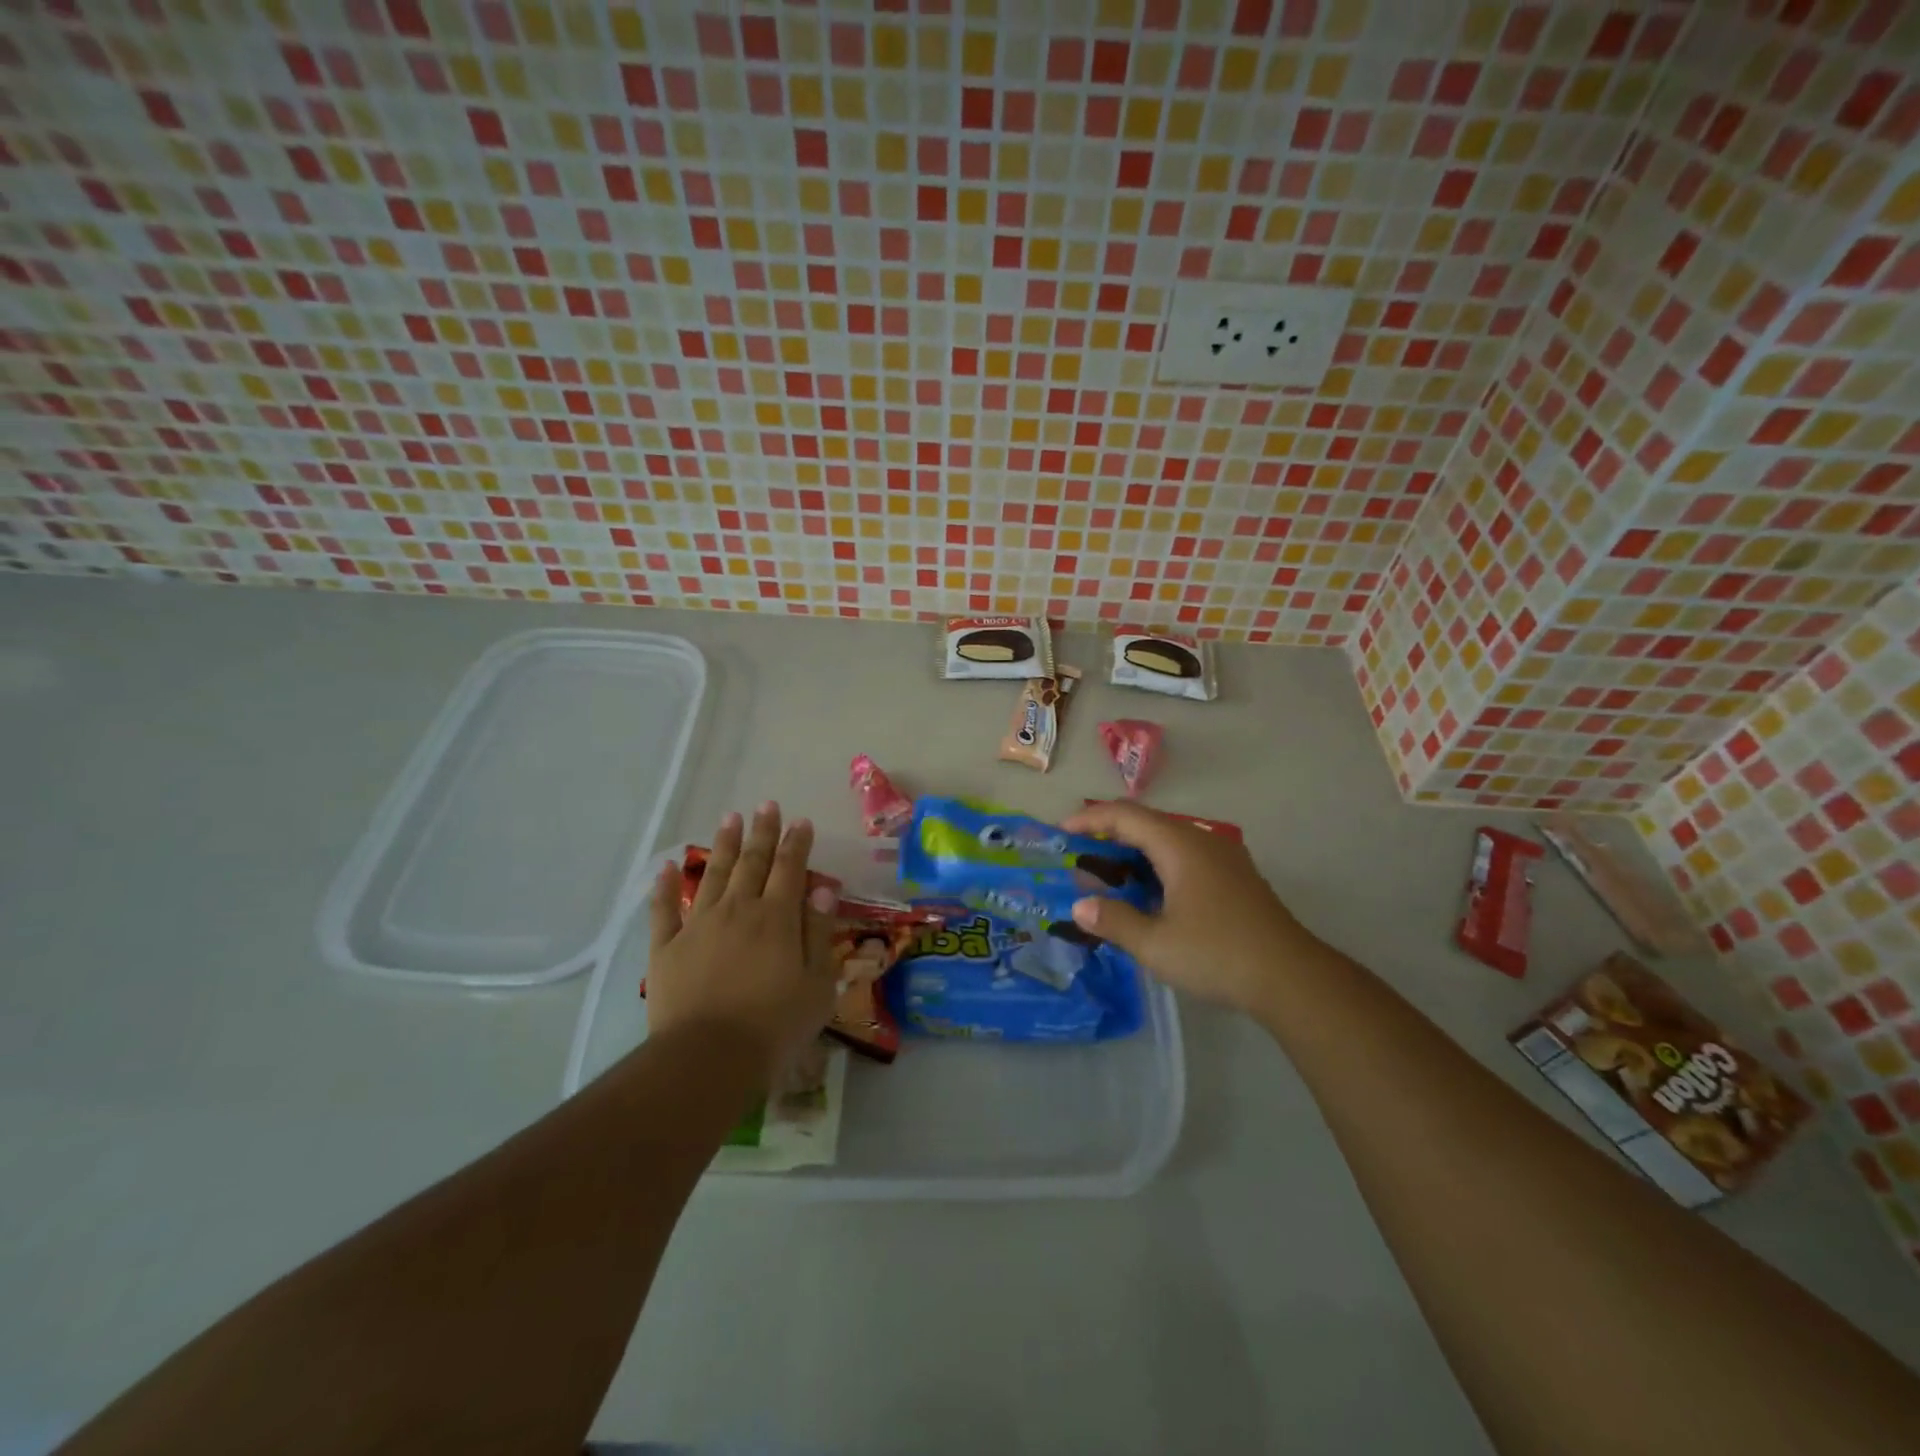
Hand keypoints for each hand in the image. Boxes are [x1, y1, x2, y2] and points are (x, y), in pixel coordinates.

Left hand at [645, 803, 840, 1082]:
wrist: (708, 1057)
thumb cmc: (774, 1025)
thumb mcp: (817, 984)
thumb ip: (819, 934)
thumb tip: (824, 891)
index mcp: (776, 918)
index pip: (790, 869)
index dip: (796, 843)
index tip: (800, 821)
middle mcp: (738, 910)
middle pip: (752, 862)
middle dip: (762, 832)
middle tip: (766, 805)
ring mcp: (698, 925)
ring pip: (713, 874)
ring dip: (723, 845)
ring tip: (730, 818)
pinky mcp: (667, 948)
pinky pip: (664, 909)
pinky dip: (665, 886)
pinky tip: (666, 867)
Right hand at [1062, 800, 1321, 1014]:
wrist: (1292, 978)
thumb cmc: (1217, 954)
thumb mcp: (1156, 944)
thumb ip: (1114, 921)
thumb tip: (1081, 907)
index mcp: (1180, 846)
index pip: (1126, 815)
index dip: (1090, 818)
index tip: (1062, 832)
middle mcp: (1202, 841)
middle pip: (1147, 823)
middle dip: (1109, 834)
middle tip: (1079, 856)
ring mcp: (1224, 858)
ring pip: (1168, 840)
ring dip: (1134, 851)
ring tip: (1108, 875)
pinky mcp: (1236, 878)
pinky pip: (1186, 856)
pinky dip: (1157, 865)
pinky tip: (1149, 893)